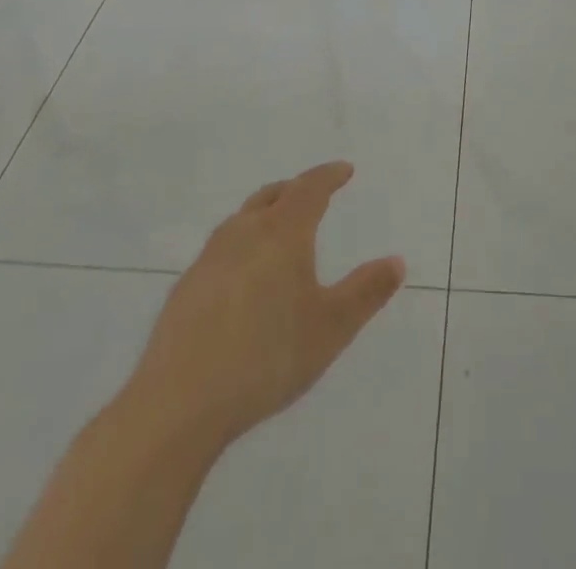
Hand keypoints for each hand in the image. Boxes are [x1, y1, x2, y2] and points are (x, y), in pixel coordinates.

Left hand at [123, 161, 404, 453]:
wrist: (178, 404)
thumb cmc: (267, 357)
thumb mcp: (331, 328)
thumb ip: (366, 292)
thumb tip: (397, 261)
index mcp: (282, 233)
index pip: (309, 188)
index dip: (329, 176)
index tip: (344, 170)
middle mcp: (243, 233)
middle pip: (271, 196)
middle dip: (294, 189)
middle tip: (311, 194)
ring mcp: (208, 260)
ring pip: (241, 220)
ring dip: (264, 214)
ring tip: (277, 230)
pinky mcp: (185, 290)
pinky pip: (220, 250)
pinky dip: (240, 246)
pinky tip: (241, 278)